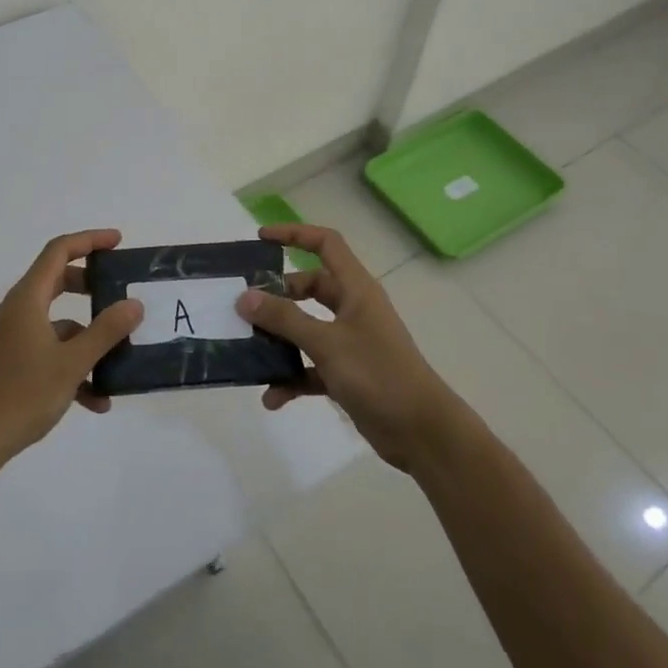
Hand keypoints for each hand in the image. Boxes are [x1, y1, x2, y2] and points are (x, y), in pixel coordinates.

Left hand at [0, 230, 142, 470]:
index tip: (118, 242)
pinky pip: (48, 353)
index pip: (58, 251)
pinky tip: (95, 402)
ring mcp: (12, 339)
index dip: (89, 240)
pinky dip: (72, 367)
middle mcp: (17, 311)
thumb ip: (106, 331)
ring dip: (87, 339)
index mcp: (27, 299)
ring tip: (118, 363)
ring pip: (57, 324)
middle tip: (119, 292)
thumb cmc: (22, 394)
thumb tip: (134, 304)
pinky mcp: (10, 364)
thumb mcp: (72, 362)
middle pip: (57, 282)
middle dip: (91, 287)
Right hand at [237, 224, 460, 471]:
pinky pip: (310, 367)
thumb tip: (245, 297)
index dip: (295, 234)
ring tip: (250, 351)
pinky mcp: (347, 374)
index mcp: (355, 289)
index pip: (326, 245)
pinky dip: (292, 378)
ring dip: (280, 341)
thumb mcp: (327, 342)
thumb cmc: (378, 374)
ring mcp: (350, 342)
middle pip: (309, 288)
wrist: (422, 432)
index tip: (261, 239)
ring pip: (306, 329)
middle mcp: (353, 309)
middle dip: (278, 296)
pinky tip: (272, 398)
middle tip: (246, 305)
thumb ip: (285, 319)